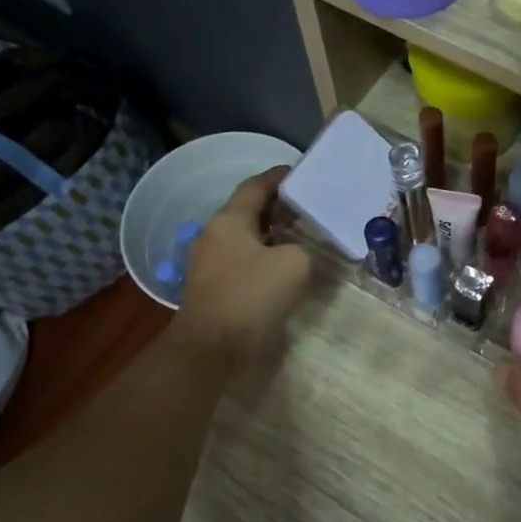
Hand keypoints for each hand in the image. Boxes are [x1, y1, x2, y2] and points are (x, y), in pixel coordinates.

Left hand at [169, 166, 311, 376]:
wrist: (212, 348)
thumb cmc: (251, 296)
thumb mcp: (294, 264)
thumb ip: (304, 248)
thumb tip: (301, 252)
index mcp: (229, 220)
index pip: (256, 186)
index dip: (279, 177)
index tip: (302, 173)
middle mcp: (215, 235)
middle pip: (249, 211)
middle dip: (279, 207)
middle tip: (310, 207)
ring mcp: (210, 263)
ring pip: (246, 238)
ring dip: (273, 235)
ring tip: (303, 236)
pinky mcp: (214, 288)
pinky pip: (244, 261)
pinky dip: (265, 257)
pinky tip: (286, 267)